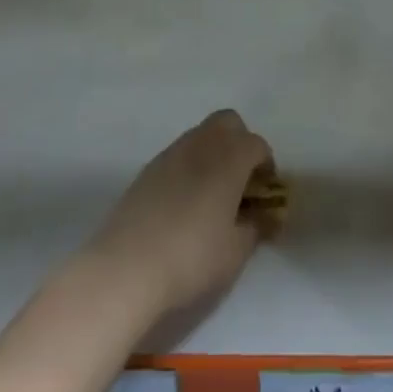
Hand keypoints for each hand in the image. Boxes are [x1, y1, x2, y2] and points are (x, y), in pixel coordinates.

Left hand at [85, 110, 274, 317]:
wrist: (126, 269)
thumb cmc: (192, 258)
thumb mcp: (236, 251)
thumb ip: (256, 226)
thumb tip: (264, 215)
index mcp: (228, 159)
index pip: (257, 144)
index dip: (266, 165)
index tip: (264, 194)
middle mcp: (200, 145)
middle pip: (228, 123)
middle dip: (240, 144)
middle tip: (241, 181)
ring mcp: (169, 154)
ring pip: (200, 135)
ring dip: (214, 153)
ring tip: (213, 194)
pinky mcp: (147, 170)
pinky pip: (178, 154)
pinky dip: (189, 167)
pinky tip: (184, 203)